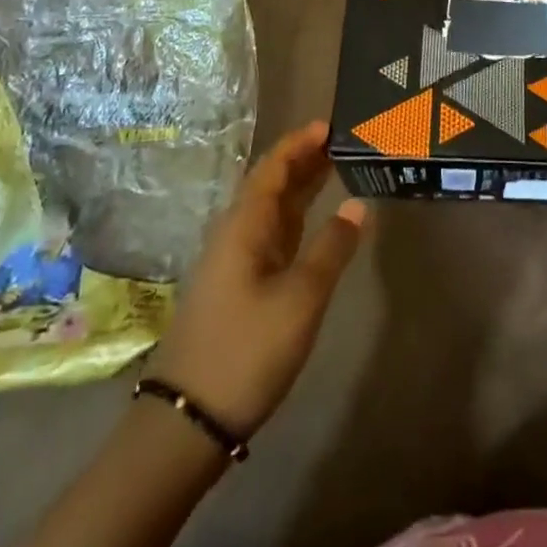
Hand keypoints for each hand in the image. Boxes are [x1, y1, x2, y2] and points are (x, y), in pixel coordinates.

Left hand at [143, 121, 367, 438]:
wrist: (188, 421)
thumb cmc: (246, 350)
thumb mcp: (300, 298)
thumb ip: (332, 248)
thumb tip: (359, 204)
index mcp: (244, 225)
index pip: (273, 167)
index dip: (300, 143)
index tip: (330, 124)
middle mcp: (236, 234)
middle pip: (272, 184)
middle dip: (305, 160)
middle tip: (344, 143)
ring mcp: (235, 263)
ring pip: (272, 211)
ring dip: (301, 189)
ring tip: (336, 170)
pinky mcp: (239, 289)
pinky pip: (272, 237)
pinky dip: (297, 221)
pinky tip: (315, 225)